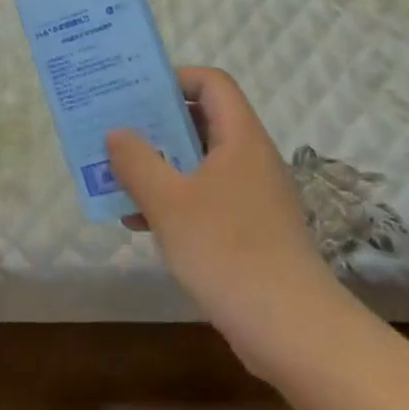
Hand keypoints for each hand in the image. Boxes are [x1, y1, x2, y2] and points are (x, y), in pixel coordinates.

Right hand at [107, 68, 348, 376]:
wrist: (292, 331)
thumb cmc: (227, 251)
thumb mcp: (168, 201)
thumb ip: (137, 161)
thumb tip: (117, 133)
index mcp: (240, 139)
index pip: (212, 83)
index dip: (175, 78)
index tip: (136, 94)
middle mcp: (250, 159)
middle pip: (202, 121)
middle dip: (155, 126)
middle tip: (116, 133)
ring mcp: (252, 197)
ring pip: (199, 164)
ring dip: (158, 167)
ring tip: (118, 178)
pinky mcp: (250, 231)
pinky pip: (204, 198)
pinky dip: (173, 201)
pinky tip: (139, 223)